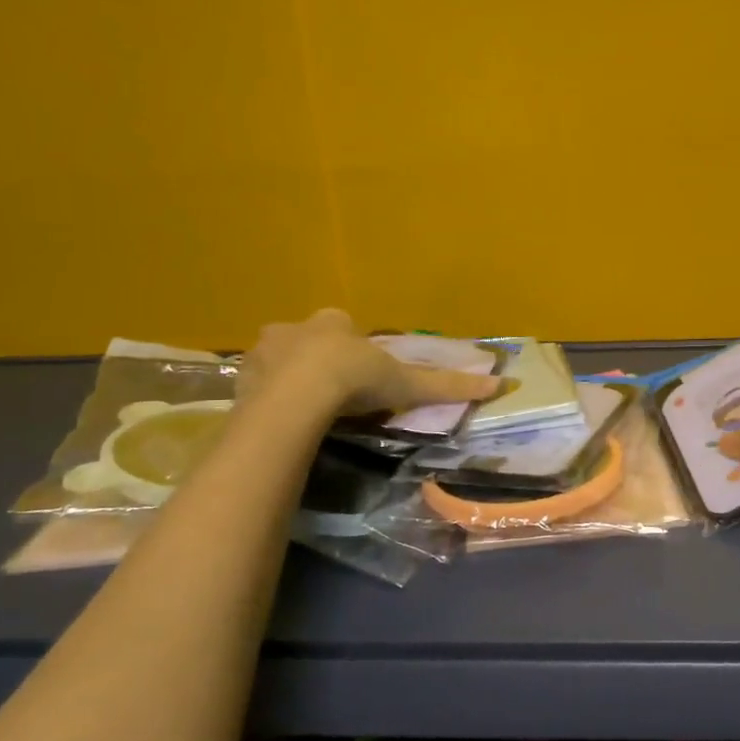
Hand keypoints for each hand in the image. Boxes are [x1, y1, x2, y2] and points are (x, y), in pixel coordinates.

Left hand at [238, 310, 499, 419]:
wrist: (296, 398)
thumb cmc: (354, 380)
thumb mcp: (405, 384)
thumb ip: (446, 385)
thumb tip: (500, 383)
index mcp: (332, 322)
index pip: (343, 324)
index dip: (352, 346)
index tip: (360, 372)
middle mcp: (294, 328)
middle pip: (307, 339)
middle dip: (317, 357)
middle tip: (330, 390)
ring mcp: (262, 352)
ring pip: (277, 359)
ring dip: (287, 376)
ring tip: (302, 408)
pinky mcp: (240, 379)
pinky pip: (254, 384)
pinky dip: (264, 396)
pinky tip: (278, 418)